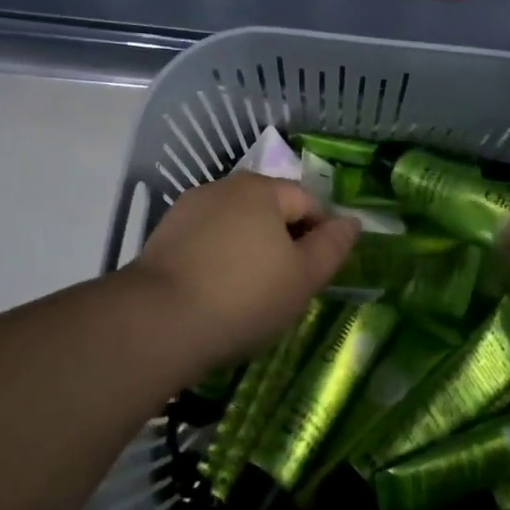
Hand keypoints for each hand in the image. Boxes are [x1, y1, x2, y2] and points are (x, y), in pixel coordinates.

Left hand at [129, 172, 360, 366]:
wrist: (158, 322)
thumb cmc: (244, 296)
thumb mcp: (303, 277)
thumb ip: (332, 246)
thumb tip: (351, 221)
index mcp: (262, 189)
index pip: (308, 202)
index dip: (321, 236)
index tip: (318, 275)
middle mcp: (225, 187)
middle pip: (270, 210)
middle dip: (285, 241)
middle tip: (287, 287)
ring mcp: (190, 208)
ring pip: (237, 225)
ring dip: (250, 249)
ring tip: (250, 294)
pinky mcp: (164, 235)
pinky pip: (207, 241)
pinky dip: (219, 259)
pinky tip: (217, 292)